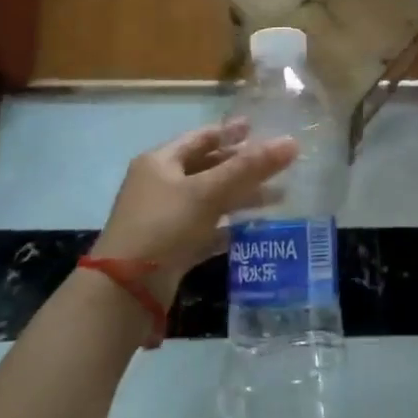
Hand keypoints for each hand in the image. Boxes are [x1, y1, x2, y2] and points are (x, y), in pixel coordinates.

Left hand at [93, 122, 298, 298]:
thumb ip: (249, 167)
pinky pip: (206, 229)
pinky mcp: (172, 248)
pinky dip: (228, 227)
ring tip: (278, 197)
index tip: (258, 127)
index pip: (201, 138)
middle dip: (242, 167)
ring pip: (210, 200)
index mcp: (160, 162)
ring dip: (241, 197)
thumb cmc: (164, 225)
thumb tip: (292, 142)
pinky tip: (252, 229)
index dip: (230, 132)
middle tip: (277, 164)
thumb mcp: (208, 192)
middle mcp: (160, 185)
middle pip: (207, 168)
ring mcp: (165, 218)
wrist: (126, 290)